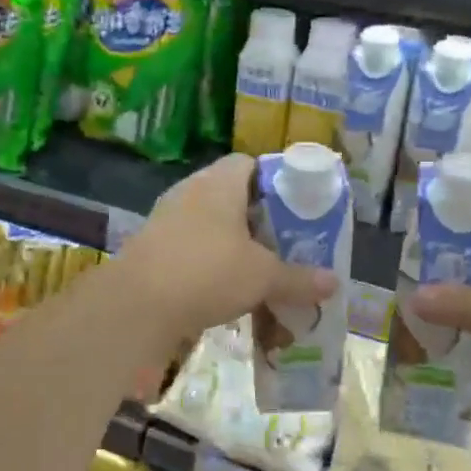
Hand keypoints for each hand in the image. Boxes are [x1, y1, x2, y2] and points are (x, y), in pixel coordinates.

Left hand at [116, 154, 336, 343]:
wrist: (136, 306)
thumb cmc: (207, 272)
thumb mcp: (262, 277)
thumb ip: (298, 278)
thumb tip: (334, 283)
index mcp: (218, 183)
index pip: (249, 163)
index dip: (275, 180)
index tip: (295, 206)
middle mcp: (189, 193)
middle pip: (231, 196)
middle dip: (258, 220)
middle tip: (283, 243)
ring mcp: (166, 221)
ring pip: (210, 226)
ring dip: (234, 246)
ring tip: (259, 271)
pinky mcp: (152, 250)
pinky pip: (191, 249)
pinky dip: (210, 265)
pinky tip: (226, 292)